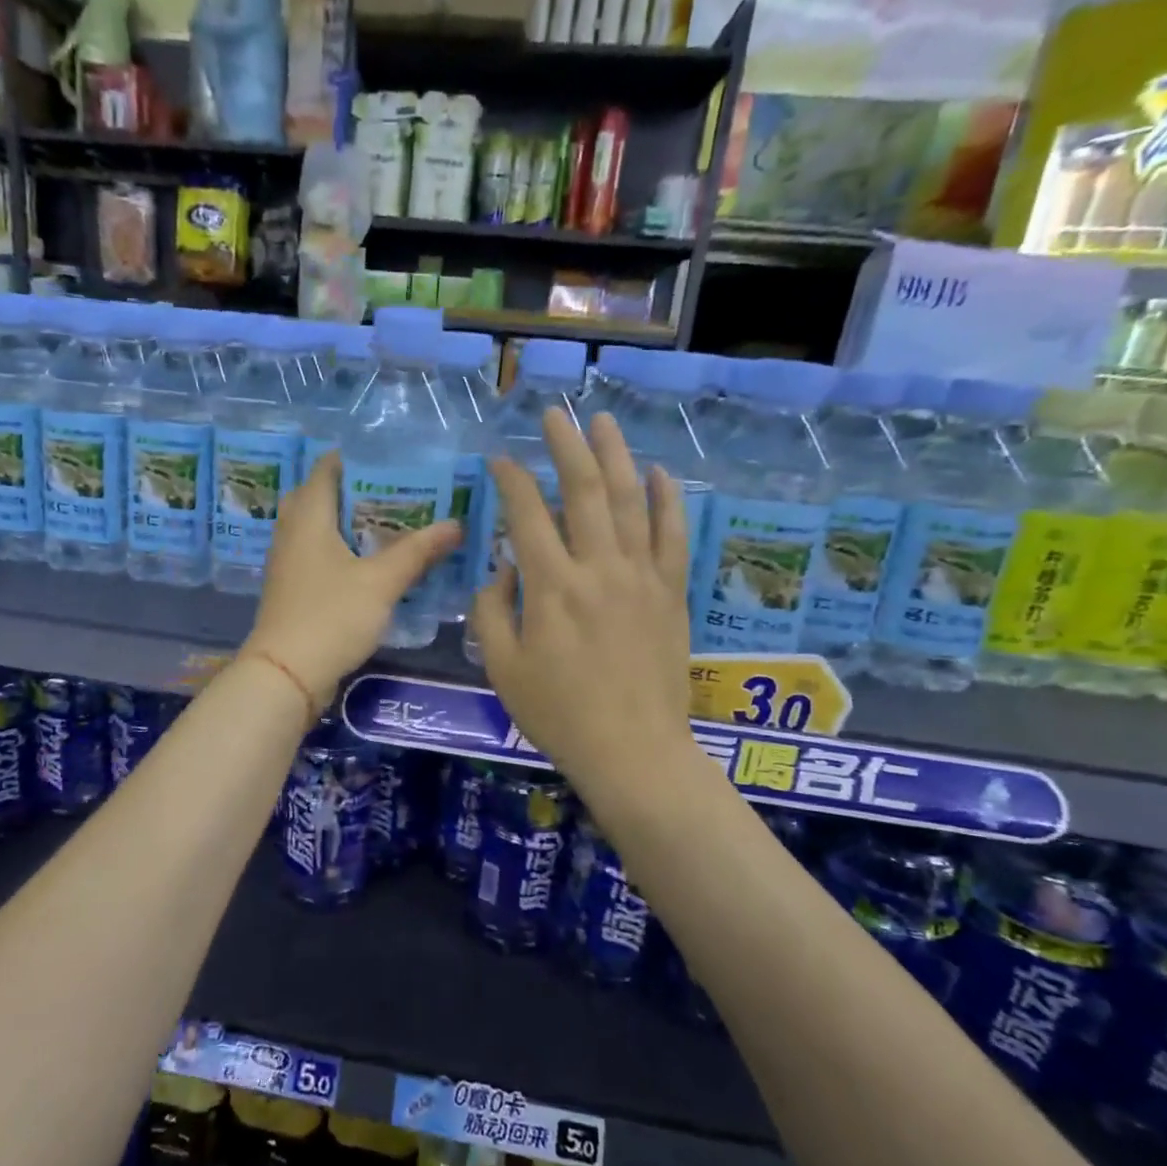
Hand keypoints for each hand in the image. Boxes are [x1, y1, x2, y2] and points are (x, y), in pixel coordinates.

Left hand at [243, 453, 459, 713]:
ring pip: (319, 527)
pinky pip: (317, 553)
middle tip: (397, 492)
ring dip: (350, 522)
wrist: (285, 675)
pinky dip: (342, 548)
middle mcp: (291, 531)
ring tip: (391, 523)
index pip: (327, 468)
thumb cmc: (331, 616)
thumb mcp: (381, 582)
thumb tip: (455, 524)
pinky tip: (370, 562)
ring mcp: (288, 561)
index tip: (393, 459)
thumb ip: (417, 551)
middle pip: (321, 496)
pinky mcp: (292, 588)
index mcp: (308, 516)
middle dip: (357, 490)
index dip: (357, 457)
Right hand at [470, 409, 696, 801]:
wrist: (633, 752)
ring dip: (615, 455)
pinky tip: (660, 472)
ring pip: (631, 500)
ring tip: (602, 422)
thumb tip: (504, 570)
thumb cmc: (559, 714)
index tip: (500, 459)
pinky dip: (668, 500)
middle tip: (554, 414)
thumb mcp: (501, 667)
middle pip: (584, 490)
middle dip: (565, 446)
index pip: (527, 513)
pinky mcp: (672, 593)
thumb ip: (492, 610)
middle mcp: (598, 568)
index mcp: (551, 586)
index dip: (511, 479)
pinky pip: (674, 536)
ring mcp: (641, 577)